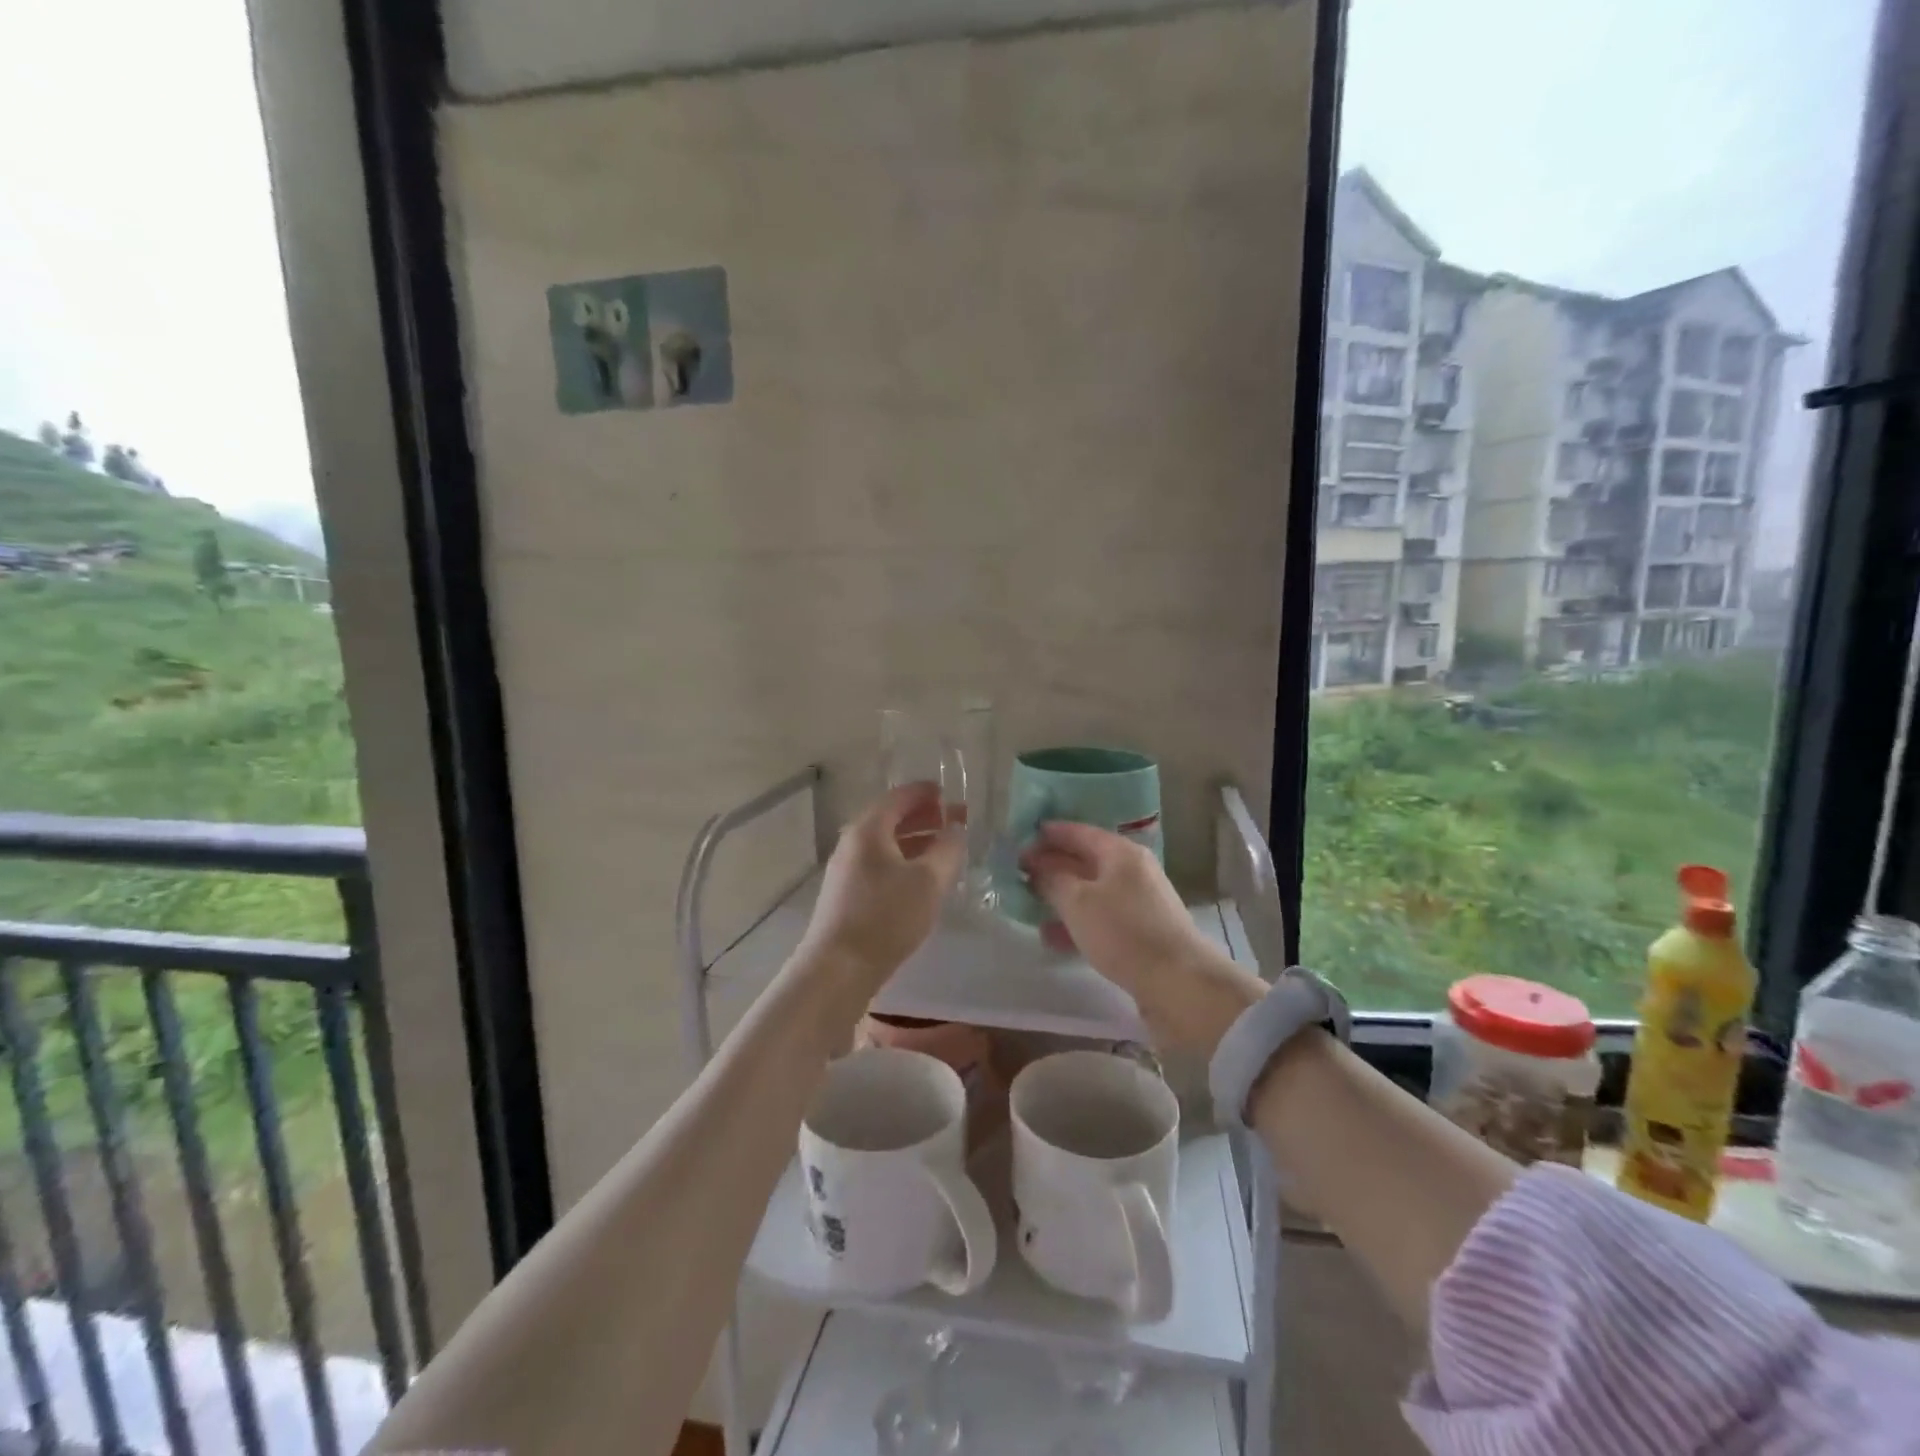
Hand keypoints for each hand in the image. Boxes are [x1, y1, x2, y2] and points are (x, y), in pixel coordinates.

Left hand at [798, 783, 965, 993]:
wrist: (838, 968)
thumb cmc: (886, 917)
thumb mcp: (928, 881)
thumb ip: (947, 849)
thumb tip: (955, 829)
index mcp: (868, 830)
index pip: (899, 797)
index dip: (925, 793)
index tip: (949, 794)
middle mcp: (852, 843)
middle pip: (890, 818)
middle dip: (923, 816)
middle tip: (953, 821)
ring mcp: (846, 870)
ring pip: (885, 844)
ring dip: (915, 840)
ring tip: (943, 848)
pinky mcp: (846, 894)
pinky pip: (879, 864)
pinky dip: (902, 860)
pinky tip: (920, 878)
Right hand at [1022, 821, 1262, 1057]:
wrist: (1179, 983)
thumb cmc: (1124, 932)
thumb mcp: (1078, 902)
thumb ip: (1052, 879)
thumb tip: (1036, 866)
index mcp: (1120, 853)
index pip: (1078, 832)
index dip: (1048, 834)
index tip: (1019, 840)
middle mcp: (1132, 871)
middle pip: (1085, 861)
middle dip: (1052, 866)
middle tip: (1019, 873)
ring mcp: (1139, 903)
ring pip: (1091, 892)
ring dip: (1061, 896)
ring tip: (1028, 905)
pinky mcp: (1141, 933)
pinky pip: (1100, 918)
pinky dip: (1077, 922)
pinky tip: (1052, 937)